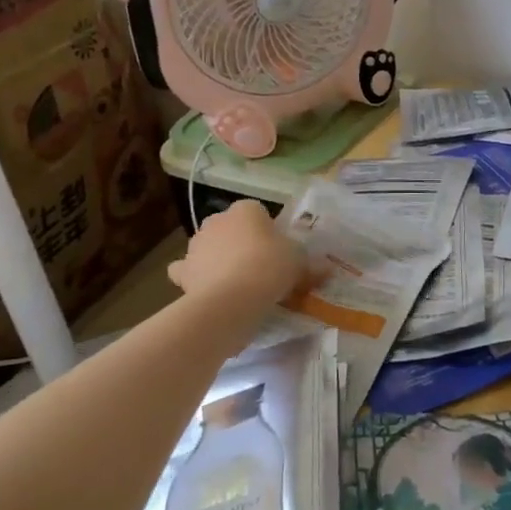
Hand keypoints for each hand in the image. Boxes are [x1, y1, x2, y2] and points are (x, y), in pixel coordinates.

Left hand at [166, 201, 306, 306]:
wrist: (232, 299)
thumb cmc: (270, 268)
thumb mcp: (300, 263)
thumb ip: (311, 264)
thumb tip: (327, 269)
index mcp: (246, 209)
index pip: (257, 211)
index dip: (268, 230)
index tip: (278, 249)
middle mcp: (218, 220)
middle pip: (231, 227)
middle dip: (240, 241)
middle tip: (259, 264)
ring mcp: (196, 245)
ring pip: (208, 246)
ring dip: (217, 257)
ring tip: (235, 281)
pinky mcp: (183, 271)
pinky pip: (186, 270)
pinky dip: (193, 276)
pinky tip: (206, 287)